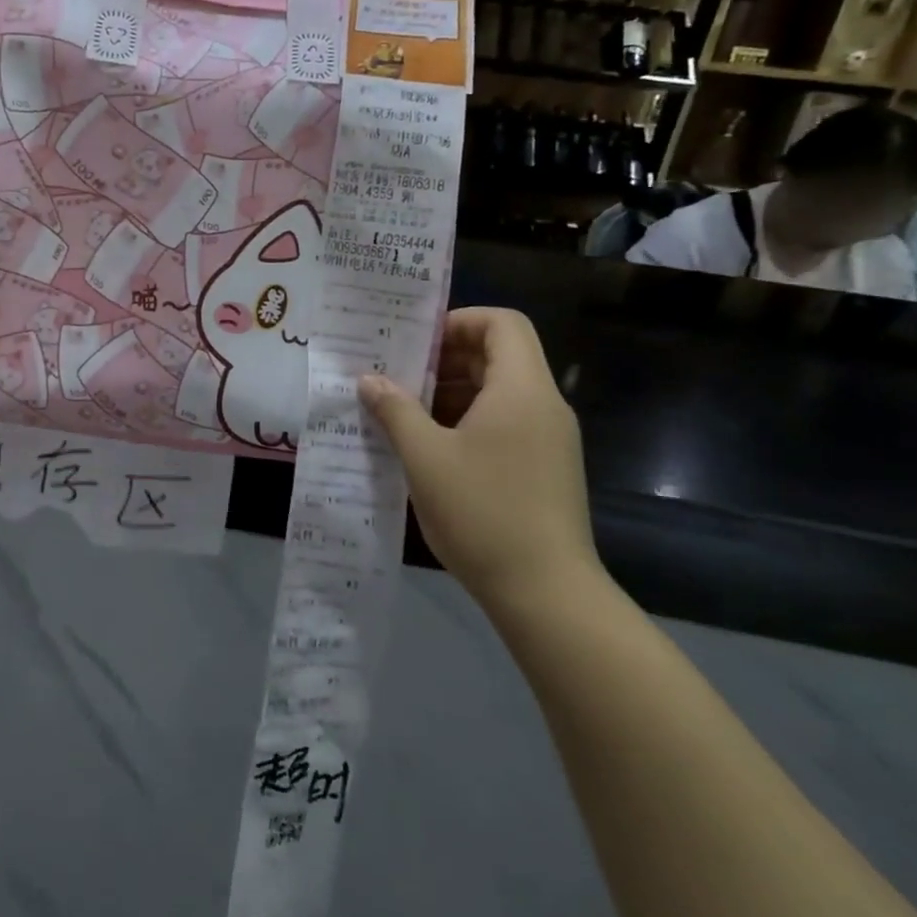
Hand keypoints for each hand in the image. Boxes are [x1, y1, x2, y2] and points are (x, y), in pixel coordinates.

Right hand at [358, 308, 598, 614]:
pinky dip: (466, 421)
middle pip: (498, 355)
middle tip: (396, 375)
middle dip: (444, 359)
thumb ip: (395, 409)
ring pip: (498, 392)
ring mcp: (548, 440)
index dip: (458, 321)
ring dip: (450, 393)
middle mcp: (543, 406)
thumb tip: (369, 379)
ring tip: (402, 411)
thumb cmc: (483, 512)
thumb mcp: (425, 457)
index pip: (502, 323)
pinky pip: (504, 423)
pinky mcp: (544, 468)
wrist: (547, 594)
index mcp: (521, 390)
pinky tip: (428, 447)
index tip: (415, 344)